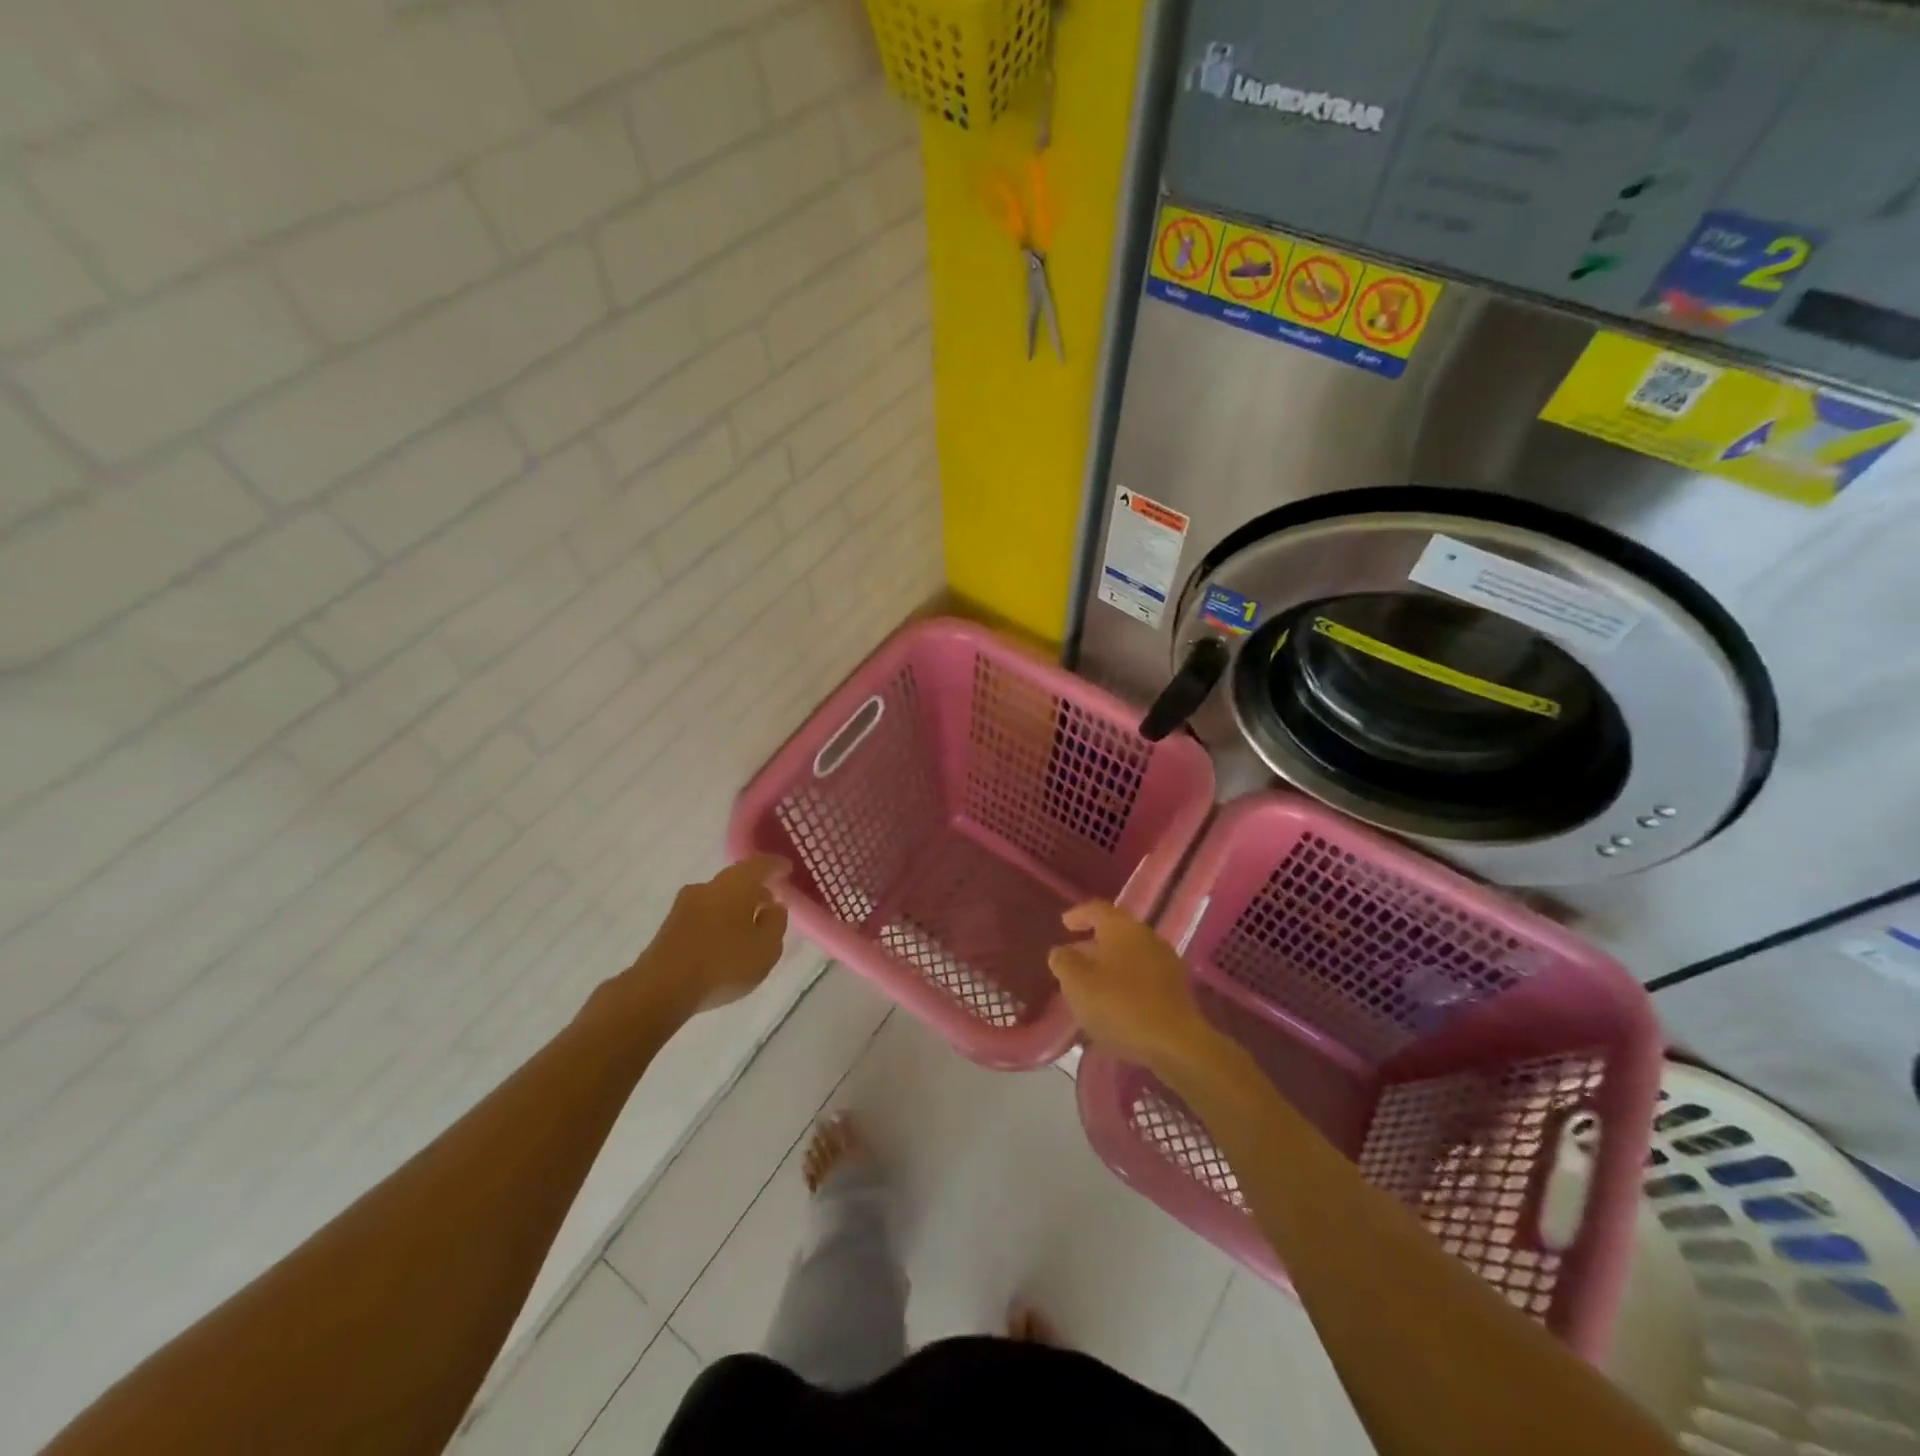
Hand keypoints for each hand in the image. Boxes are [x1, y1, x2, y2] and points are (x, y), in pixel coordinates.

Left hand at [640, 856, 789, 1014]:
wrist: (661, 988)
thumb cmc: (724, 963)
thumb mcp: (766, 948)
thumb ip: (776, 923)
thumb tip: (773, 906)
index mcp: (735, 884)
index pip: (759, 865)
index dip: (775, 866)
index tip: (787, 868)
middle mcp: (708, 887)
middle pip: (736, 879)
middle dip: (755, 888)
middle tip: (770, 899)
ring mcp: (684, 905)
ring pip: (718, 897)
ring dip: (735, 905)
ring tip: (749, 922)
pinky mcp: (670, 926)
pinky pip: (703, 914)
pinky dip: (719, 919)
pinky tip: (725, 938)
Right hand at [1047, 901, 1220, 1076]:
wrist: (1175, 1043)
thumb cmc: (1119, 1005)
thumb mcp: (1077, 984)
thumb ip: (1064, 962)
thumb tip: (1061, 952)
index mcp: (1121, 927)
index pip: (1097, 909)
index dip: (1078, 914)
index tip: (1064, 924)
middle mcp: (1146, 936)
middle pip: (1115, 931)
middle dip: (1093, 943)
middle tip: (1074, 959)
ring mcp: (1165, 961)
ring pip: (1130, 954)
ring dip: (1109, 964)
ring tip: (1092, 984)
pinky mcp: (1176, 987)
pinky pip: (1143, 974)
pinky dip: (1126, 981)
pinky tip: (1115, 1002)